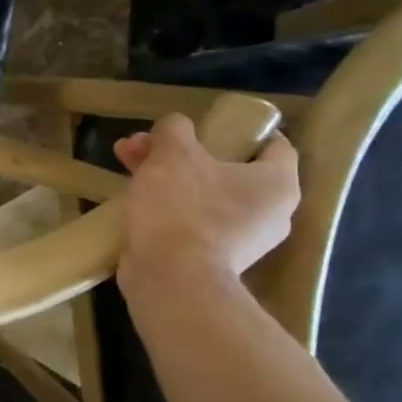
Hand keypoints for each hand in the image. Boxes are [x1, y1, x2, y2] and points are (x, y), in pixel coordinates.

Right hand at [112, 114, 298, 286]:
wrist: (171, 278)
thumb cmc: (183, 207)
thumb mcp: (174, 152)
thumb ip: (175, 129)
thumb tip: (175, 126)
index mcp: (276, 184)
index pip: (276, 145)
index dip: (243, 128)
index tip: (208, 123)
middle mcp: (269, 213)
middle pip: (225, 167)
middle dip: (179, 151)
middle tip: (142, 143)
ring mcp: (240, 240)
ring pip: (203, 192)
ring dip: (165, 173)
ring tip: (124, 162)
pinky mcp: (211, 258)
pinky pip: (191, 219)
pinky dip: (167, 204)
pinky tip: (134, 196)